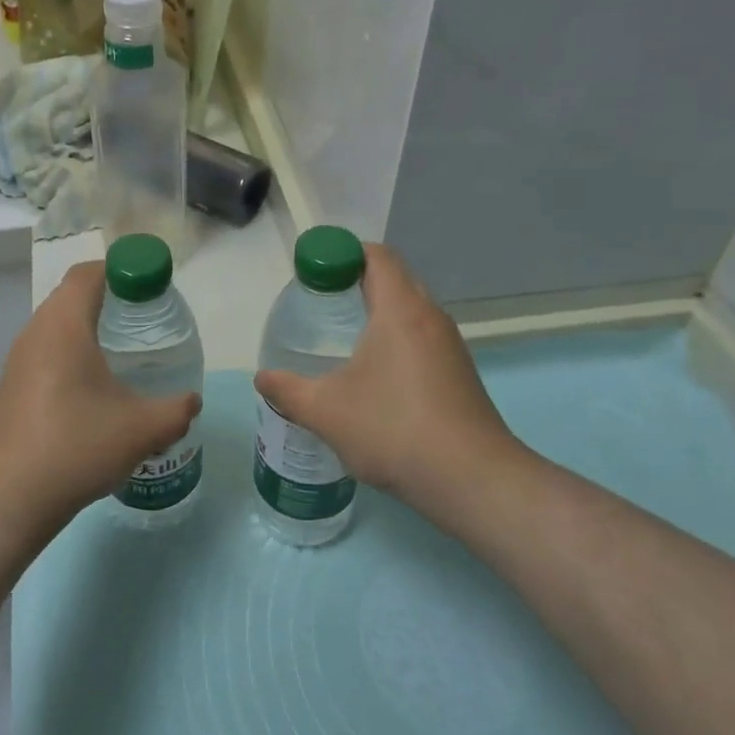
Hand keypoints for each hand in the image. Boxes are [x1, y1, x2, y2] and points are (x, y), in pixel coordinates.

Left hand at [0, 261, 200, 532]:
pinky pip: (46, 355)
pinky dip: (72, 357)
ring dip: (89, 330)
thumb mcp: (142, 429)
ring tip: (124, 356)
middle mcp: (35, 333)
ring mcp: (17, 363)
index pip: (89, 273)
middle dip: (110, 299)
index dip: (121, 269)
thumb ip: (176, 410)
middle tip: (145, 319)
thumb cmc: (75, 447)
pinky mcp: (10, 390)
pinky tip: (94, 393)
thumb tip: (192, 402)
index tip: (151, 286)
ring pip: (57, 328)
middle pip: (72, 296)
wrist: (5, 501)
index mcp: (63, 325)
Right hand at [253, 244, 524, 508]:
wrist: (472, 480)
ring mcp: (450, 346)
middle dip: (356, 281)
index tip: (314, 273)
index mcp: (400, 309)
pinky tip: (375, 375)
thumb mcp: (326, 411)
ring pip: (410, 310)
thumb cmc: (393, 429)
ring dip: (379, 312)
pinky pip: (422, 338)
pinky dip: (396, 339)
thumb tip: (262, 379)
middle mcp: (430, 316)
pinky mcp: (459, 373)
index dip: (343, 254)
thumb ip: (287, 390)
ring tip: (343, 337)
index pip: (376, 256)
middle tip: (321, 303)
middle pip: (394, 278)